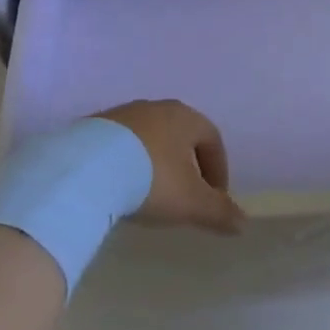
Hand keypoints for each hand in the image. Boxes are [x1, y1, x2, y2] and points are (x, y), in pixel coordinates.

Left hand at [96, 101, 244, 234]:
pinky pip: (121, 144)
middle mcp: (156, 107)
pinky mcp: (94, 126)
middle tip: (185, 196)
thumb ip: (219, 212)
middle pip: (181, 135)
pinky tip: (120, 186)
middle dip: (187, 165)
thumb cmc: (151, 179)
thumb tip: (243, 222)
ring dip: (156, 163)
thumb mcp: (191, 202)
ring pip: (150, 138)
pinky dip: (127, 162)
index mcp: (185, 117)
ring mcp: (123, 113)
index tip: (214, 198)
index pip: (212, 139)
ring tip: (149, 194)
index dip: (218, 170)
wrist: (86, 169)